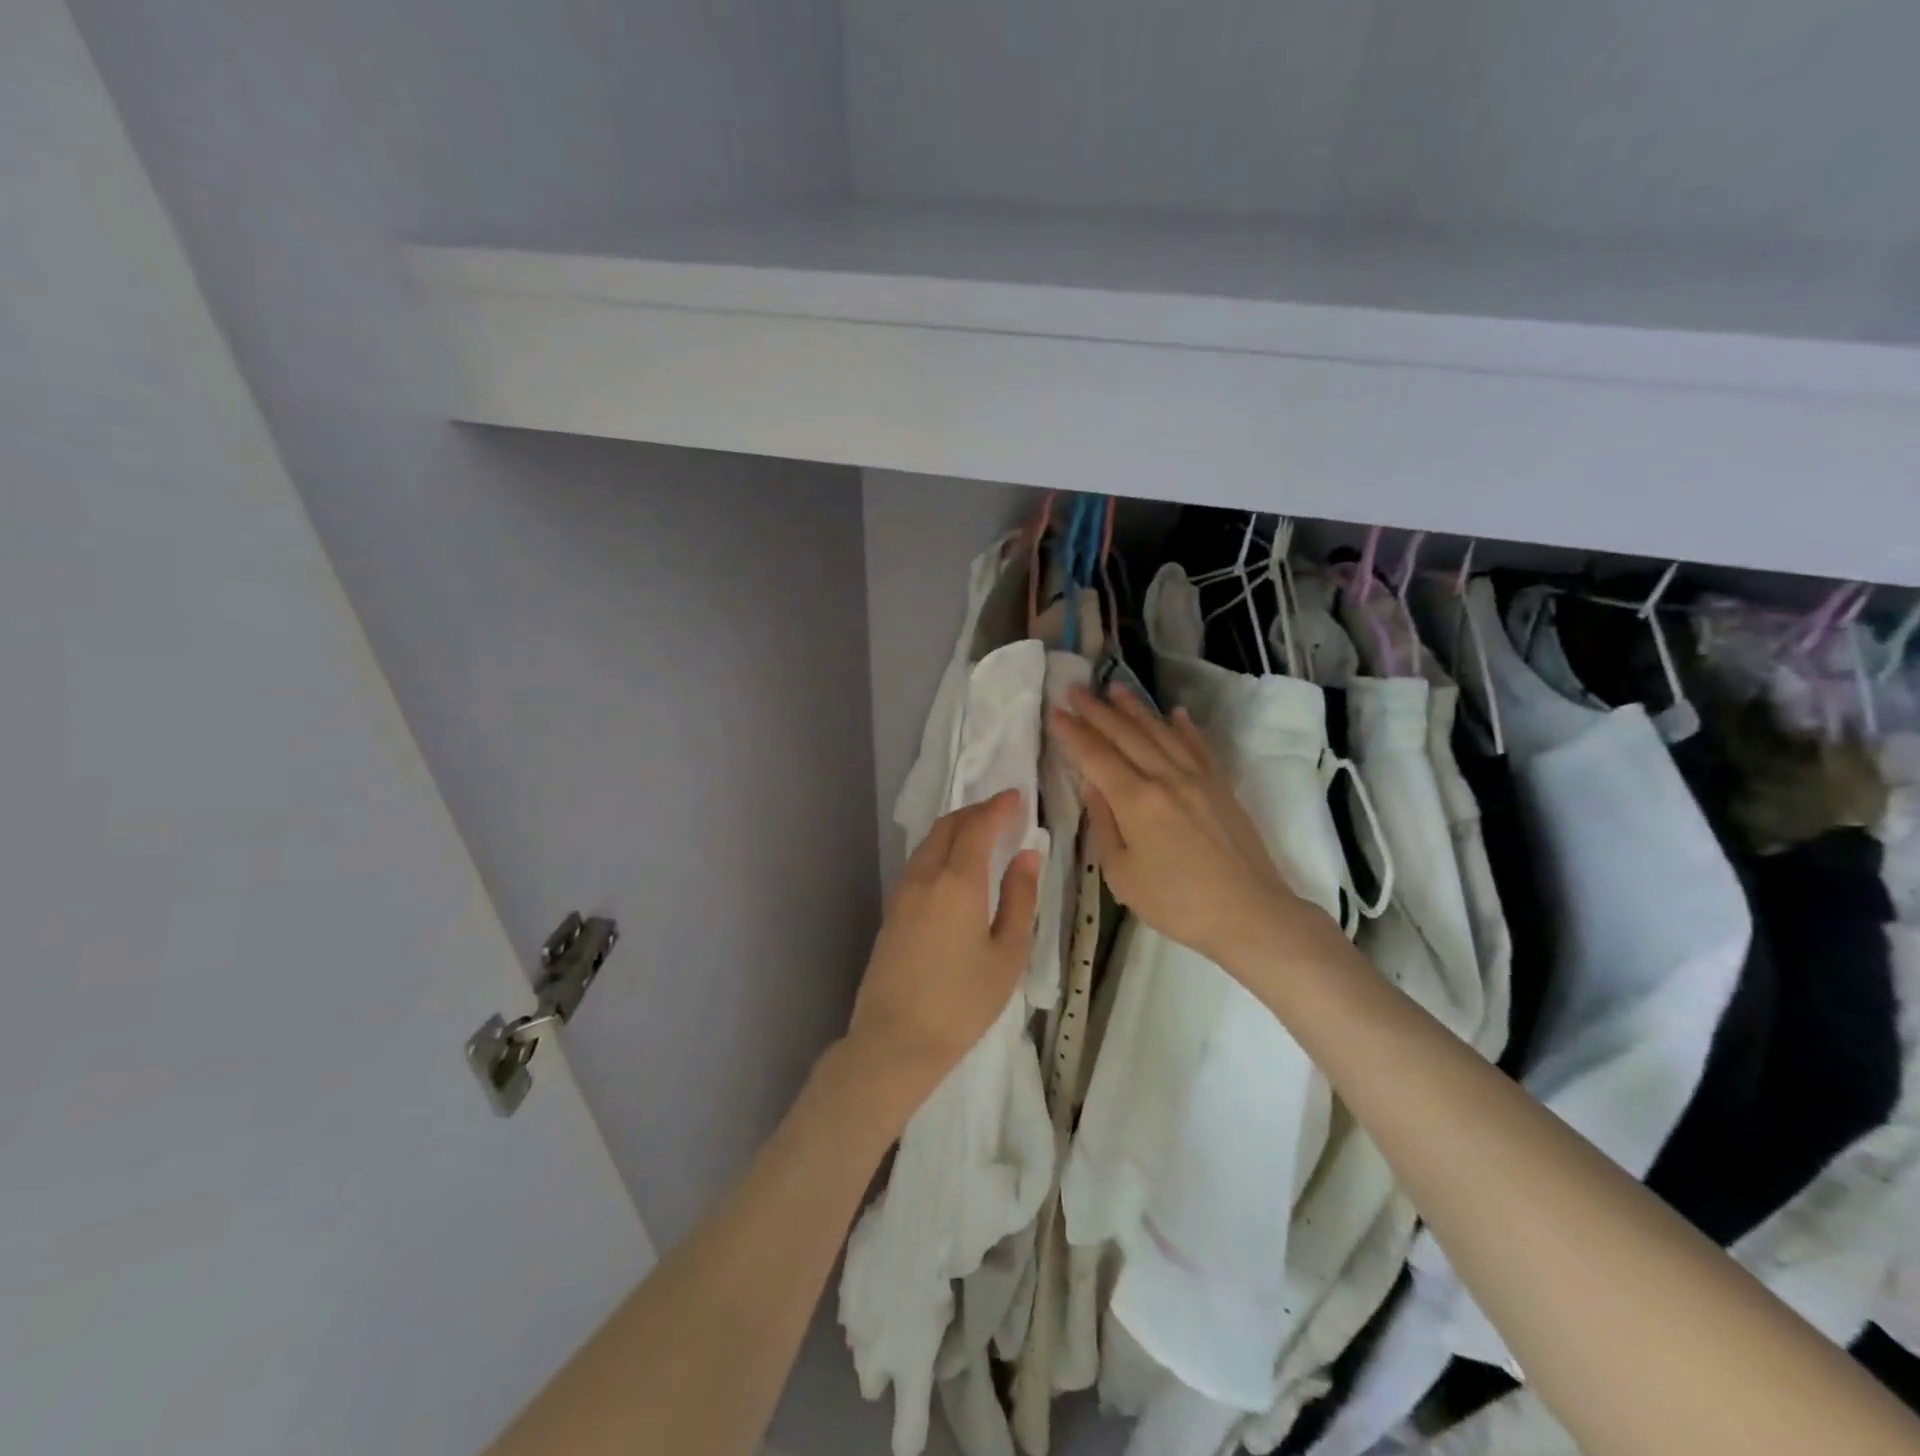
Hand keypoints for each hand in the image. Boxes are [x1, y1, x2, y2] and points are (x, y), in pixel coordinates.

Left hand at [841, 790, 1041, 1105]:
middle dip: (975, 812)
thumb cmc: (962, 1002)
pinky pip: (919, 863)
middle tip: (1001, 811)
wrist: (895, 1041)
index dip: (998, 807)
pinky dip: (940, 849)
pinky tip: (955, 866)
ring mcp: (902, 893)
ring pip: (929, 843)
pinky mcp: (892, 912)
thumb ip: (1019, 898)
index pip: (977, 827)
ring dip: (955, 829)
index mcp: (957, 881)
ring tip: (981, 834)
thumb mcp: (1007, 954)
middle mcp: (925, 876)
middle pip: (948, 826)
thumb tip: (1027, 855)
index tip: (1017, 796)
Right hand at [1051, 685, 1343, 973]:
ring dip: (1135, 709)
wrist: (1250, 914)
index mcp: (1135, 800)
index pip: (1096, 756)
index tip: (1056, 711)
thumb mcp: (1122, 874)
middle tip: (1075, 688)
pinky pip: (1198, 747)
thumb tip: (1092, 785)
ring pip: (1160, 733)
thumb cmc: (1176, 903)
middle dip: (1097, 711)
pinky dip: (1184, 727)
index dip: (1073, 733)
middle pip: (1126, 735)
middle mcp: (1165, 777)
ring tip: (1115, 688)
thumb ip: (1104, 824)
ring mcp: (1197, 778)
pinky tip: (1175, 713)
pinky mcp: (1220, 787)